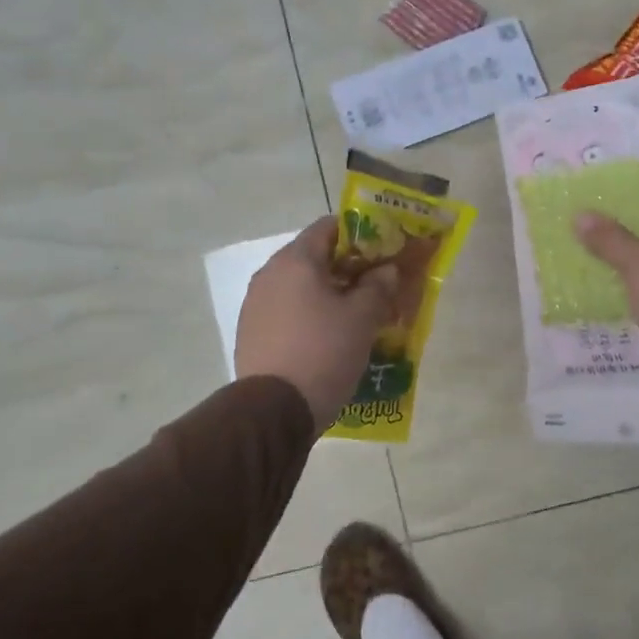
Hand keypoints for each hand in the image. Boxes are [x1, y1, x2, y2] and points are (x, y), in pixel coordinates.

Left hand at [235, 218, 400, 426]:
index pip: (329, 227)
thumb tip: (386, 270)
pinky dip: (308, 315)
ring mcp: (255, 304)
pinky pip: (286, 311)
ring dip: (327, 294)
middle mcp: (269, 274)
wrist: (273, 412)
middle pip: (313, 257)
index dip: (360, 234)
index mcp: (295, 260)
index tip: (382, 252)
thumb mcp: (362, 319)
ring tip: (355, 316)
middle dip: (346, 268)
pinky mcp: (251, 332)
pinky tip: (328, 338)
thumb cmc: (323, 352)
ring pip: (299, 286)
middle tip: (375, 286)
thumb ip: (378, 286)